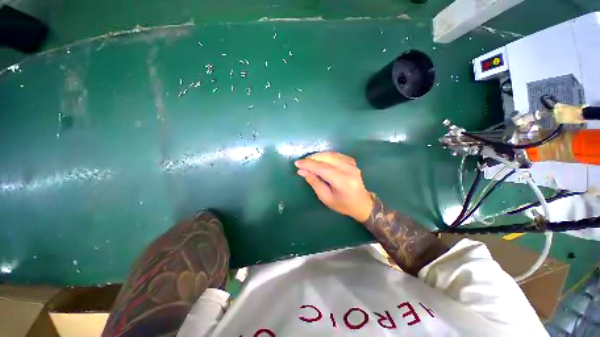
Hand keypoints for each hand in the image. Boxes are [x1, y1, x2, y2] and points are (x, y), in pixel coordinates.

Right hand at [295, 152, 373, 221]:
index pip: (323, 168)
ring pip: (331, 154)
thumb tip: (302, 171)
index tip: (297, 163)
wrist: (362, 203)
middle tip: (301, 162)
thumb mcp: (326, 198)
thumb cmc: (343, 205)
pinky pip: (336, 154)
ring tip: (308, 161)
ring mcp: (352, 164)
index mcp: (344, 182)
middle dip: (312, 158)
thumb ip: (314, 183)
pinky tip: (319, 159)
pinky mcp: (352, 161)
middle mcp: (350, 170)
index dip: (309, 164)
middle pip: (327, 158)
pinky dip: (325, 155)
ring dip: (317, 156)